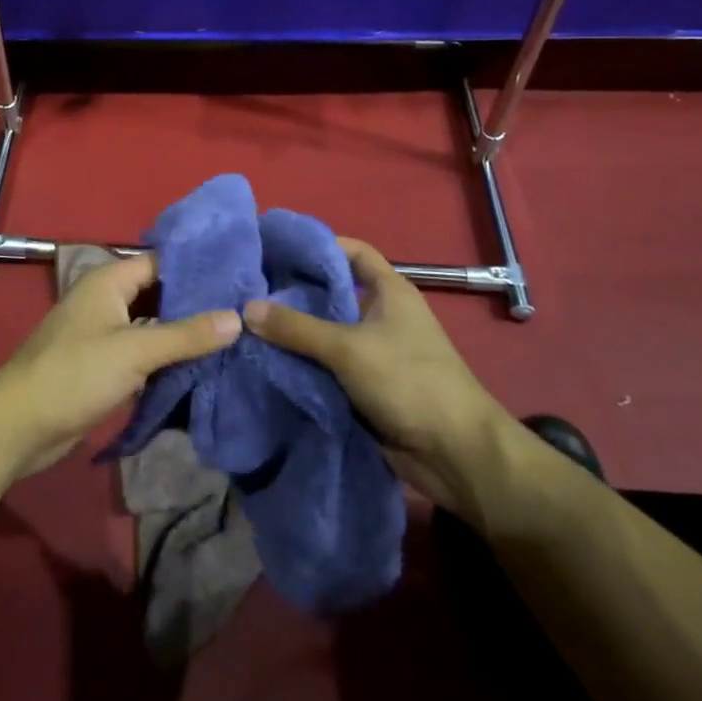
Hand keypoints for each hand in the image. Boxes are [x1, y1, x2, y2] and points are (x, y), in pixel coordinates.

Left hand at [0, 253, 241, 479]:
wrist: (18, 426)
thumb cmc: (75, 374)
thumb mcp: (135, 351)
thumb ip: (186, 335)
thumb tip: (237, 317)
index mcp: (109, 280)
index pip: (161, 262)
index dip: (198, 269)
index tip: (238, 278)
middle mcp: (106, 299)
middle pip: (158, 293)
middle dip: (194, 303)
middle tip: (241, 310)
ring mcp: (102, 332)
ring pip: (150, 324)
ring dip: (181, 332)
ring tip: (229, 337)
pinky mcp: (101, 364)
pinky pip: (140, 351)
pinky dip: (164, 356)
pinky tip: (198, 366)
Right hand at [243, 238, 512, 513]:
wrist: (454, 454)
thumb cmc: (409, 381)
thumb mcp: (349, 348)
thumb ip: (297, 328)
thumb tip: (247, 308)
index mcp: (390, 291)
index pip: (352, 252)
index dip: (319, 245)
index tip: (277, 248)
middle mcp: (382, 315)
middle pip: (333, 294)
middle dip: (296, 293)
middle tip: (251, 289)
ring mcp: (375, 352)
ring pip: (328, 333)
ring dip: (296, 333)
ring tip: (249, 323)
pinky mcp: (367, 387)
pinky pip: (329, 367)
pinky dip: (305, 364)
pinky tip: (269, 361)